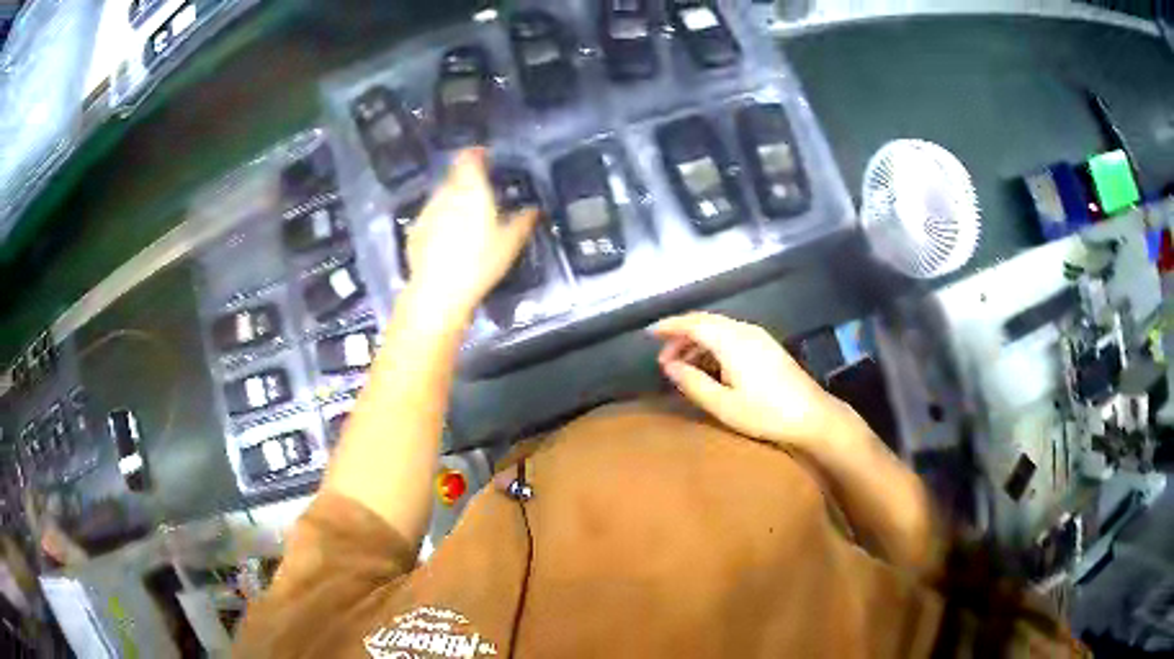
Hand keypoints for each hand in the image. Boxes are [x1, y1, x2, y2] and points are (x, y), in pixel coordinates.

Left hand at [401, 149, 538, 324]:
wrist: (438, 292)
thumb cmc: (479, 262)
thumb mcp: (510, 243)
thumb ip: (524, 221)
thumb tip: (535, 210)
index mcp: (470, 189)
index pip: (469, 157)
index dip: (477, 154)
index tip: (487, 159)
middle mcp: (446, 193)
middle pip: (455, 176)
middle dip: (467, 180)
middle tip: (483, 193)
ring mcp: (427, 211)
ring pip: (442, 196)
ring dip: (454, 200)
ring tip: (467, 219)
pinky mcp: (415, 231)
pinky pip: (431, 216)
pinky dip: (441, 220)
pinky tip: (448, 239)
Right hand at [650, 312, 861, 451]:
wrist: (812, 416)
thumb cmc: (766, 413)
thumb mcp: (724, 405)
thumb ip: (693, 383)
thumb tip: (670, 367)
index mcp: (731, 341)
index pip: (693, 324)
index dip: (669, 326)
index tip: (649, 333)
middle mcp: (744, 331)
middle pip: (705, 322)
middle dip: (681, 335)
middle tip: (664, 359)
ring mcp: (758, 337)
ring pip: (719, 329)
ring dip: (697, 342)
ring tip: (682, 366)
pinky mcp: (766, 347)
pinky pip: (731, 335)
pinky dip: (713, 345)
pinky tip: (709, 366)